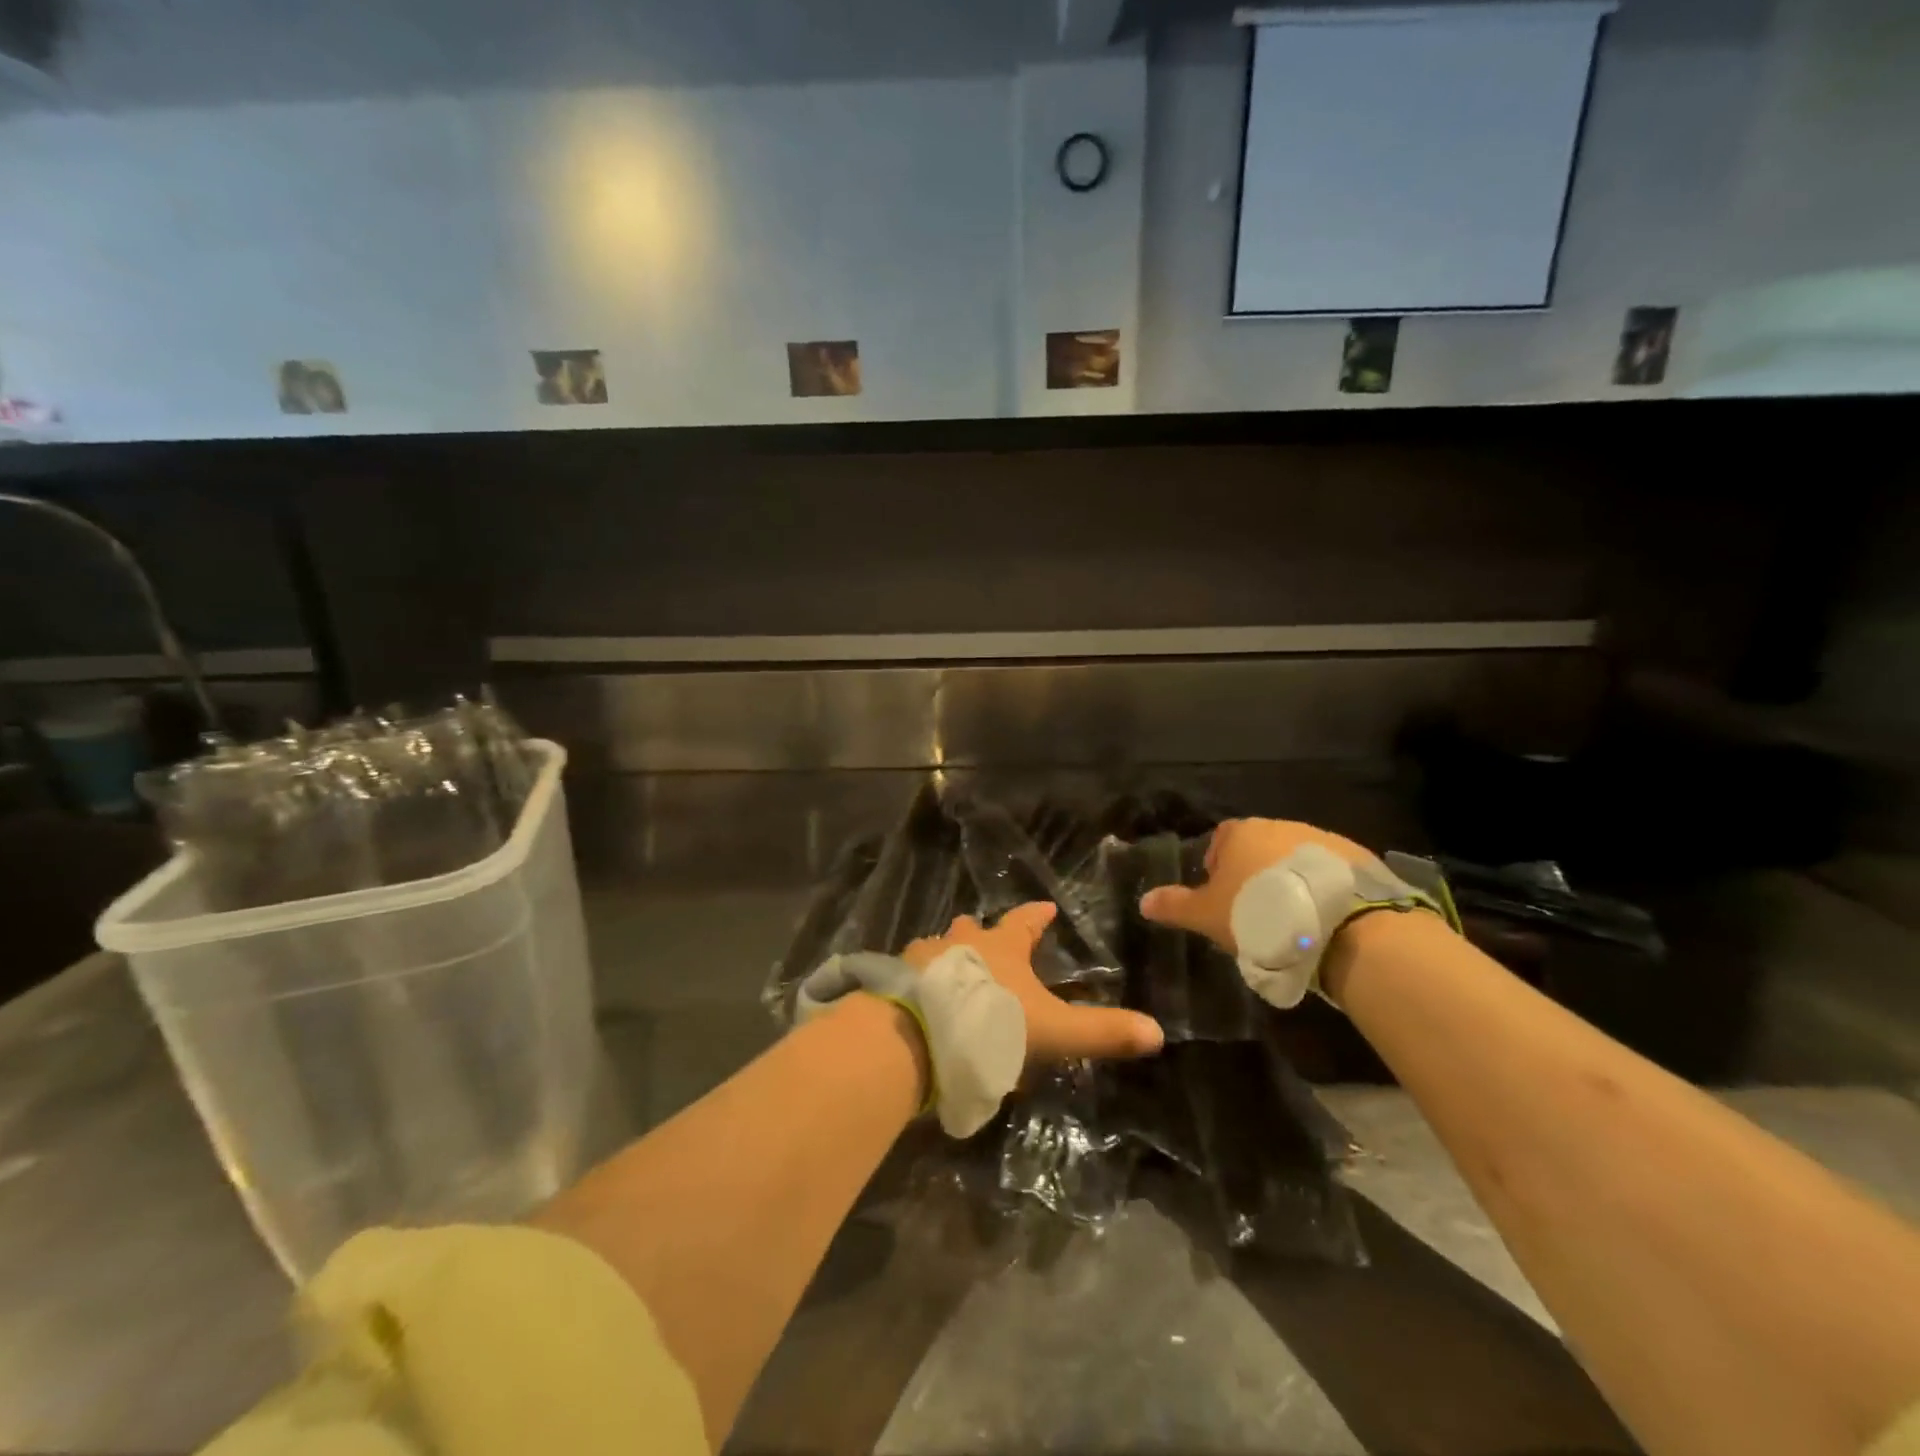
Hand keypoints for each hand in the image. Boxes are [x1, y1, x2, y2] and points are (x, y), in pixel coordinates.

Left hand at [903, 903, 1163, 1063]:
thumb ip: (1101, 1032)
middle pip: (974, 928)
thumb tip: (1157, 1032)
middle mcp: (961, 942)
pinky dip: (919, 978)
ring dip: (948, 953)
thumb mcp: (1054, 1032)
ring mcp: (923, 958)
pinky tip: (919, 994)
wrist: (919, 1035)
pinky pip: (911, 971)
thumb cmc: (991, 1024)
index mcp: (1002, 947)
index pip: (1025, 922)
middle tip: (987, 935)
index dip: (1037, 916)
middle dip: (983, 931)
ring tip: (951, 966)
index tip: (1046, 907)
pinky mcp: (895, 979)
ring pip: (939, 946)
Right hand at [1137, 818, 1373, 954]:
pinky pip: (1328, 871)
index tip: (1221, 896)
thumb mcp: (1207, 915)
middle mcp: (1279, 825)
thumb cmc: (1259, 913)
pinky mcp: (1355, 858)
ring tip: (1292, 917)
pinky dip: (1321, 888)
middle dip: (1255, 872)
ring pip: (1294, 858)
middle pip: (1259, 846)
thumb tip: (1143, 901)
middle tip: (1255, 910)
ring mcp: (1320, 839)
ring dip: (1289, 879)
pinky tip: (1322, 916)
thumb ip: (1175, 905)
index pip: (1220, 839)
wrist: (1337, 923)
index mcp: (1241, 833)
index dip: (1217, 866)